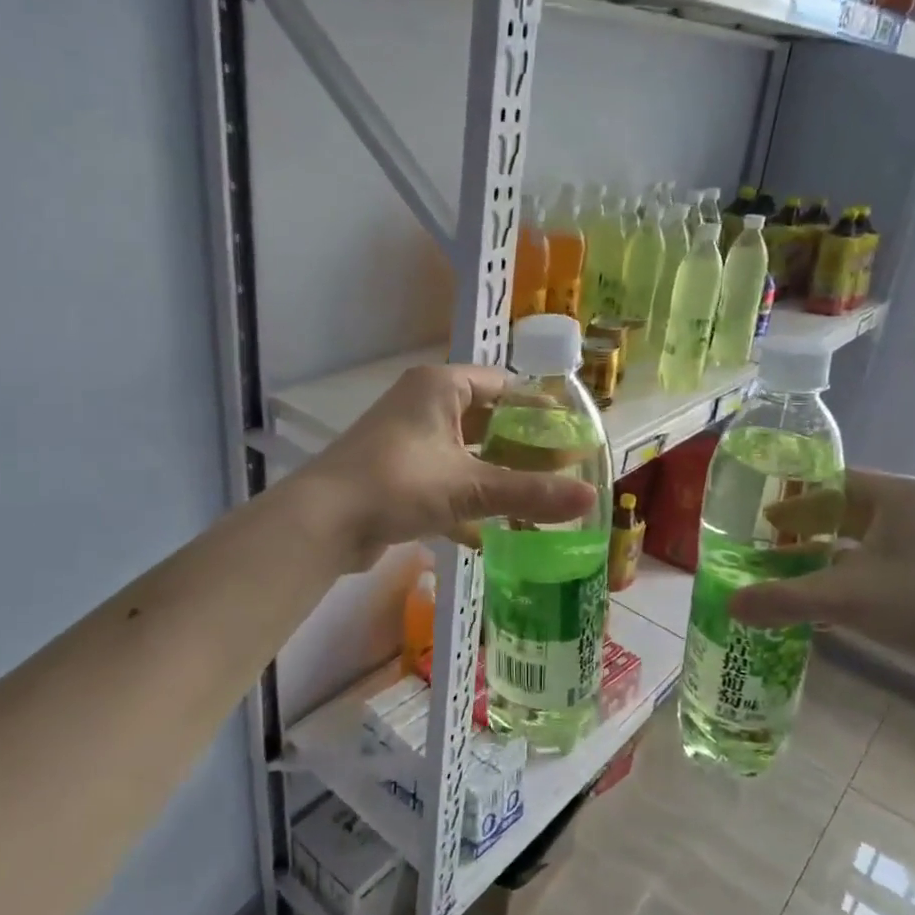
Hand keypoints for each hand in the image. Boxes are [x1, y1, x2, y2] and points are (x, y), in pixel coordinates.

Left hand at [296, 364, 595, 569]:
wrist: (322, 523)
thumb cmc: (398, 484)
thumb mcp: (470, 486)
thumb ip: (530, 492)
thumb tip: (592, 498)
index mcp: (441, 388)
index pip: (504, 385)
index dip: (540, 407)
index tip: (572, 431)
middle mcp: (423, 405)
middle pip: (487, 419)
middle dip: (522, 445)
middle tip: (563, 468)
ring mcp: (408, 440)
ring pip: (467, 452)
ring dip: (497, 474)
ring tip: (537, 496)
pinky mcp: (398, 474)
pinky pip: (446, 478)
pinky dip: (469, 498)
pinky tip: (495, 529)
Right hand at [728, 467, 914, 677]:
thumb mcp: (843, 597)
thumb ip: (783, 598)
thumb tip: (730, 605)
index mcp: (900, 495)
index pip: (835, 482)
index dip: (796, 499)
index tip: (764, 518)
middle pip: (849, 510)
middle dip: (808, 529)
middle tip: (769, 545)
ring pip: (866, 540)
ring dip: (828, 555)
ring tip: (790, 572)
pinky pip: (884, 562)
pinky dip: (852, 575)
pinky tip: (827, 601)